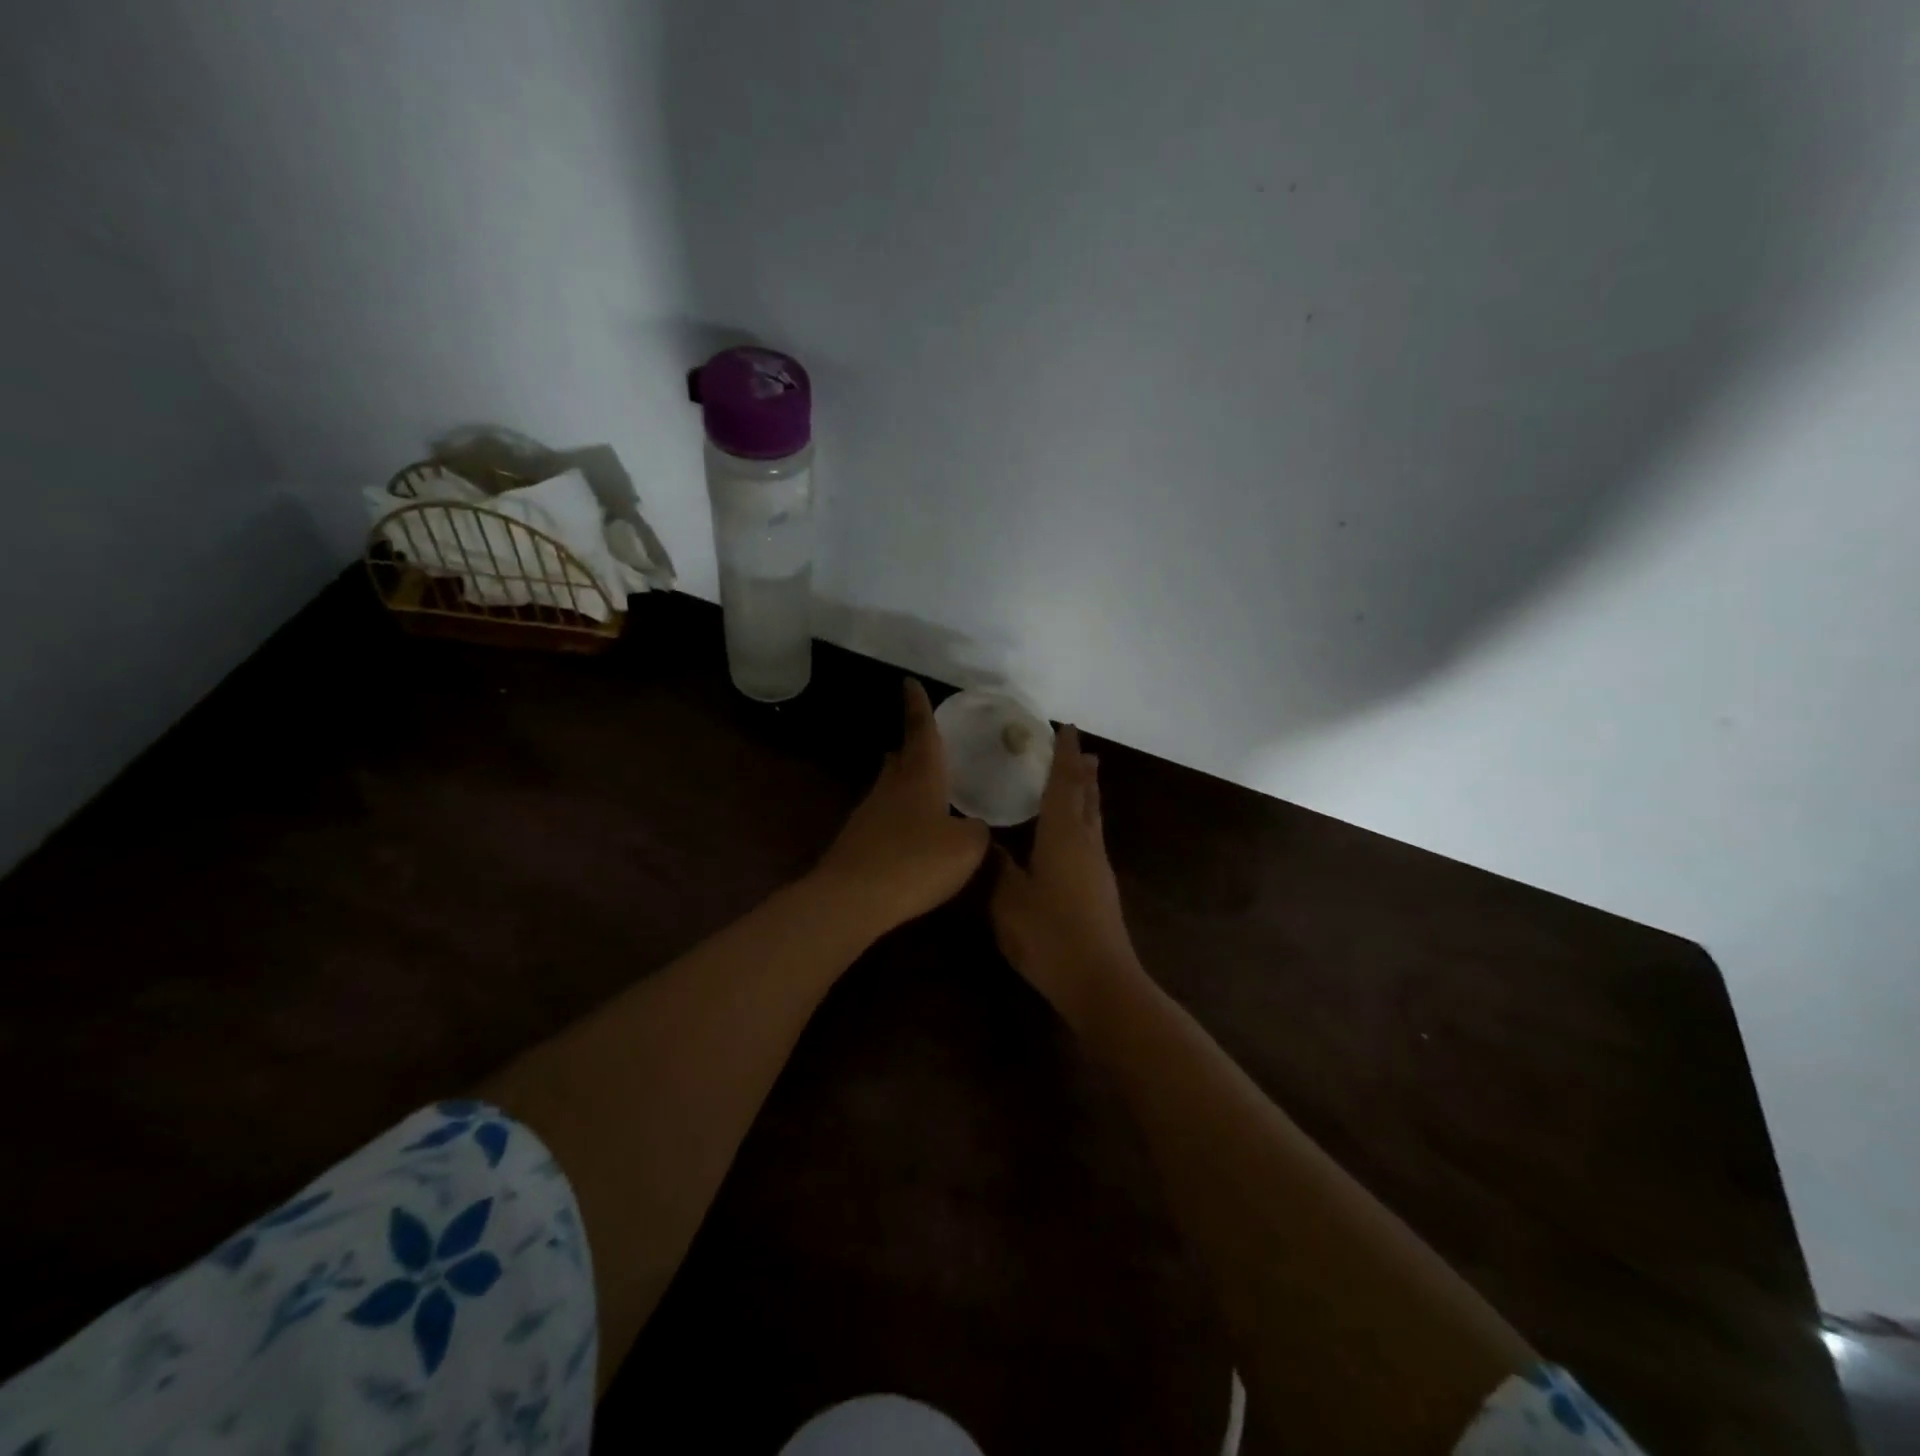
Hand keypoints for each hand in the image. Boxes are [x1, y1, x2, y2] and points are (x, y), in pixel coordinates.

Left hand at [813, 678, 990, 935]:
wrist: (852, 899)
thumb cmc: (916, 862)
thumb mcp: (967, 847)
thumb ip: (977, 831)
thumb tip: (974, 826)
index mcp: (920, 776)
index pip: (921, 731)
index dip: (918, 706)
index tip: (909, 683)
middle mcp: (890, 787)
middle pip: (900, 758)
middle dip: (911, 747)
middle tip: (923, 742)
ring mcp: (868, 814)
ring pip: (889, 787)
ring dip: (903, 782)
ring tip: (922, 785)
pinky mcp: (857, 841)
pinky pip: (883, 818)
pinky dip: (898, 817)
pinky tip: (910, 835)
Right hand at [990, 726, 1143, 1027]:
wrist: (1100, 981)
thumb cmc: (1050, 936)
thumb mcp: (1008, 900)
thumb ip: (998, 868)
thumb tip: (990, 843)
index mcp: (1063, 836)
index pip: (1064, 783)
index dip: (1064, 754)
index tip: (1065, 728)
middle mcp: (1086, 843)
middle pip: (1087, 796)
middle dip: (1081, 769)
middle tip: (1079, 747)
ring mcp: (1098, 867)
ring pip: (1093, 817)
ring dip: (1087, 792)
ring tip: (1084, 777)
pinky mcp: (1101, 889)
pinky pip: (1092, 837)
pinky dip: (1084, 819)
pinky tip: (1075, 832)